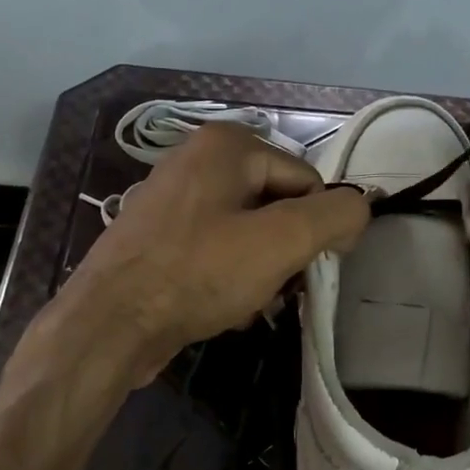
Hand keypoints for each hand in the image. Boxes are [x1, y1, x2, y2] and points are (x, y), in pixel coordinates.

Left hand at [56, 123, 370, 384]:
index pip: (308, 182)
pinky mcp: (161, 236)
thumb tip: (359, 209)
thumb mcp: (282, 241)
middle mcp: (198, 159)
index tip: (307, 271)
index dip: (318, 228)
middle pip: (278, 206)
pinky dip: (229, 277)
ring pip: (250, 233)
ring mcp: (175, 198)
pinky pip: (218, 250)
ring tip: (248, 302)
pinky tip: (223, 306)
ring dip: (261, 271)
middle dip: (285, 252)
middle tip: (274, 288)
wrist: (110, 324)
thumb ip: (335, 215)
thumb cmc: (198, 273)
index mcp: (228, 144)